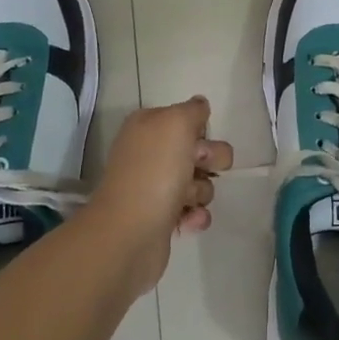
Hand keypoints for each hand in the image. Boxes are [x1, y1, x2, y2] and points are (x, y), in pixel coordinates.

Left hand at [83, 97, 231, 293]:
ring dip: (201, 191)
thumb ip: (192, 110)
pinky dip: (196, 216)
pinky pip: (194, 211)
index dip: (200, 130)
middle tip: (197, 168)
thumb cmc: (154, 171)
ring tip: (186, 200)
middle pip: (199, 150)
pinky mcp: (163, 218)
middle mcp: (150, 154)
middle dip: (209, 160)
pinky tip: (189, 220)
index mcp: (147, 127)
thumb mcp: (176, 123)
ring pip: (200, 182)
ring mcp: (155, 188)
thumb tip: (200, 106)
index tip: (199, 141)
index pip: (187, 118)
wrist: (129, 233)